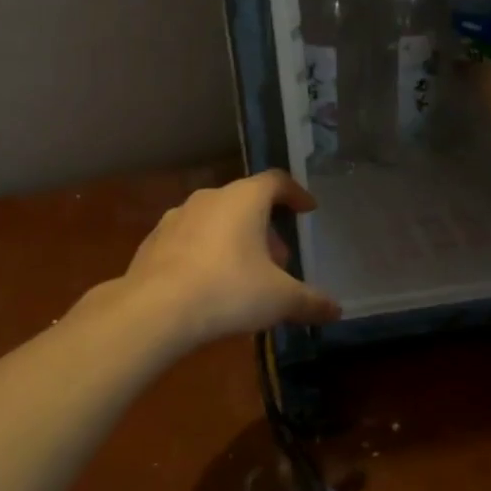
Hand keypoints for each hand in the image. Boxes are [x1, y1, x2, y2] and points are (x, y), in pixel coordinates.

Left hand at [117, 170, 341, 345]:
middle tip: (279, 258)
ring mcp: (176, 217)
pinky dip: (205, 252)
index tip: (307, 209)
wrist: (155, 309)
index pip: (276, 181)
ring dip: (234, 238)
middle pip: (245, 201)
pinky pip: (189, 239)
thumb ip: (310, 302)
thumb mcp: (279, 299)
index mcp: (244, 199)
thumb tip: (336, 309)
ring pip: (215, 219)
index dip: (295, 193)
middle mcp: (209, 198)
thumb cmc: (228, 290)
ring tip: (244, 272)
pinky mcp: (154, 241)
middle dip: (265, 226)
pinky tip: (208, 282)